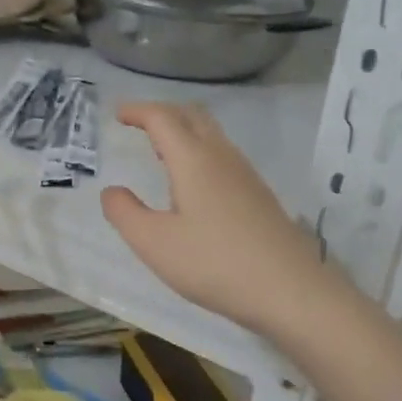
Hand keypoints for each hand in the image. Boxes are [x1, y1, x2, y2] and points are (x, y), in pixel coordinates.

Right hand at [101, 102, 340, 338]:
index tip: (117, 113)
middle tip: (139, 124)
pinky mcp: (259, 195)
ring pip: (212, 135)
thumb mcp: (155, 243)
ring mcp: (245, 175)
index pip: (162, 118)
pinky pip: (223, 156)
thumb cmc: (214, 263)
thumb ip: (125, 213)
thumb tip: (112, 191)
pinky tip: (193, 184)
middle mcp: (221, 157)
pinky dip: (199, 152)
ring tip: (161, 151)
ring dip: (184, 132)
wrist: (289, 289)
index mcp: (193, 160)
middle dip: (163, 112)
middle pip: (192, 116)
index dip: (138, 111)